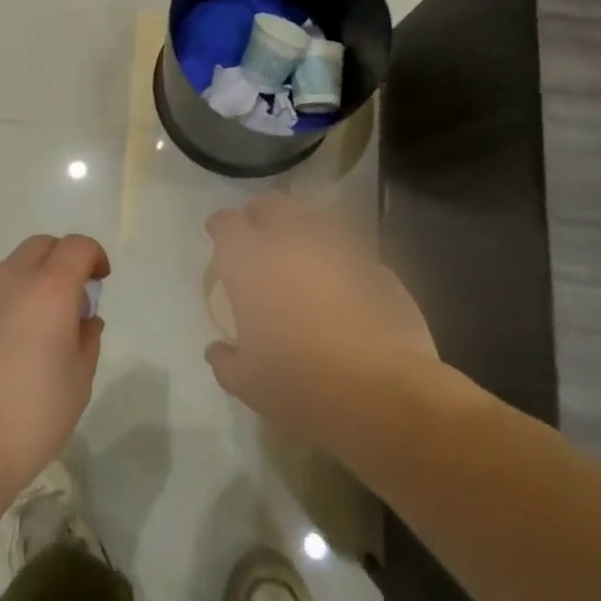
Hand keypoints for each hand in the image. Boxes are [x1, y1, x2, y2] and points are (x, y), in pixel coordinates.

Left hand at [0, 234, 109, 512]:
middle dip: (60, 261)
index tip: (99, 281)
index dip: (94, 257)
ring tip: (28, 334)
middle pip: (40, 247)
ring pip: (7, 271)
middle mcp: (7, 280)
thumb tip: (83, 319)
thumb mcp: (78, 384)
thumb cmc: (28, 420)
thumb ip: (87, 340)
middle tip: (68, 301)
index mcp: (48, 290)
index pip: (77, 247)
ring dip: (26, 286)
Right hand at [206, 194, 453, 452]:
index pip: (226, 223)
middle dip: (261, 216)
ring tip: (302, 261)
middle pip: (271, 205)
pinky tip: (343, 290)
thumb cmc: (298, 384)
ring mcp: (340, 248)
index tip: (219, 239)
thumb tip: (218, 351)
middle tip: (259, 240)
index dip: (220, 228)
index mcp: (251, 260)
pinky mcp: (378, 267)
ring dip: (303, 233)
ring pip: (315, 221)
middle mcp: (292, 240)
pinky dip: (340, 263)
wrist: (382, 395)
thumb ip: (226, 360)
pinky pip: (350, 254)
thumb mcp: (247, 382)